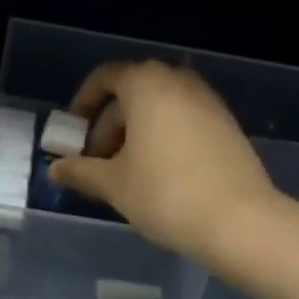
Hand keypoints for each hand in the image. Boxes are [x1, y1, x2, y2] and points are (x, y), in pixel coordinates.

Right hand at [49, 60, 277, 266]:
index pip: (104, 77)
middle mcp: (177, 79)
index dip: (82, 104)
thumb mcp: (114, 183)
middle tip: (95, 164)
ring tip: (125, 174)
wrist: (242, 221)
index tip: (72, 135)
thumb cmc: (166, 193)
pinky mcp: (225, 122)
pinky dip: (163, 137)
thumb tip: (56, 169)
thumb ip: (81, 171)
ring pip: (158, 107)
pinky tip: (159, 174)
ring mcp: (206, 99)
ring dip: (135, 133)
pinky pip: (182, 119)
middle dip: (108, 126)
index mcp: (146, 82)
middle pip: (131, 93)